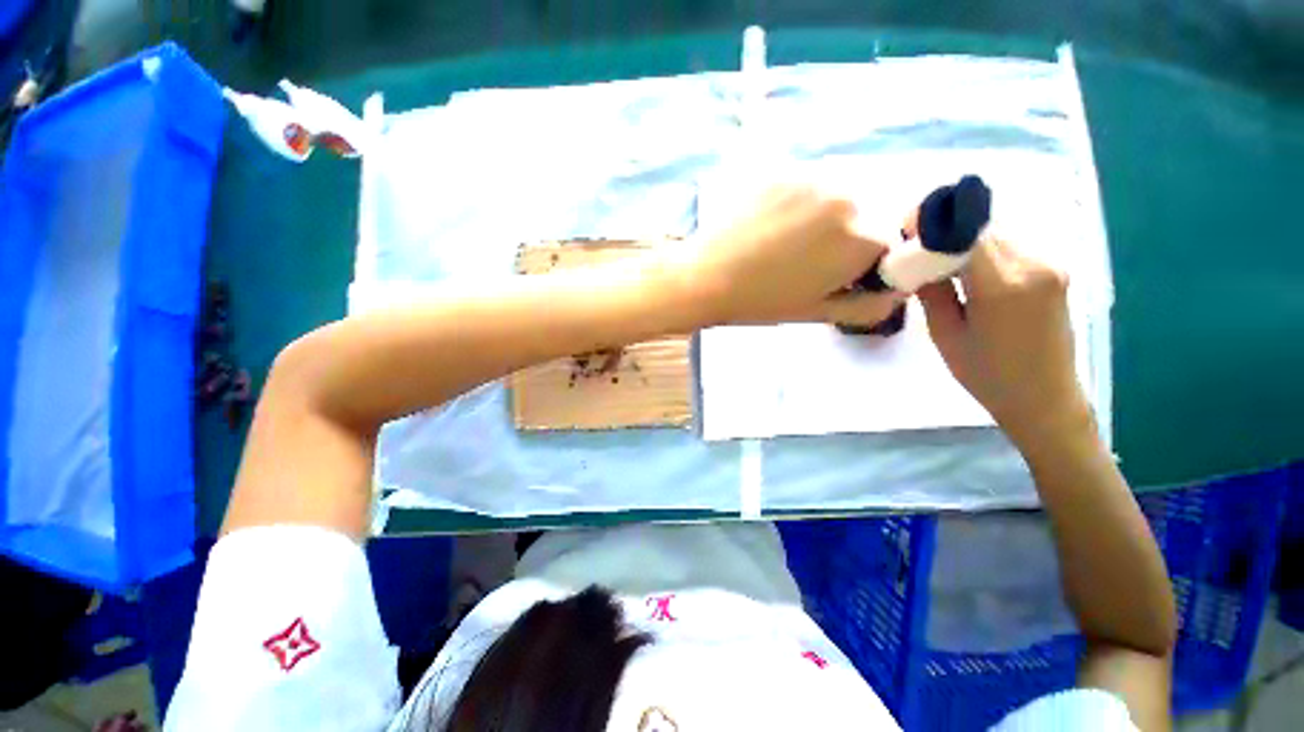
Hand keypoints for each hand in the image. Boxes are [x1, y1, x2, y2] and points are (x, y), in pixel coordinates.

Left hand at [687, 185, 900, 324]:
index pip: (892, 245)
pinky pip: (809, 186)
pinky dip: (803, 203)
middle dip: (852, 239)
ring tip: (789, 242)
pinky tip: (774, 224)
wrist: (705, 277)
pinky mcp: (784, 169)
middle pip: (869, 216)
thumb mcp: (818, 313)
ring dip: (829, 217)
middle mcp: (848, 195)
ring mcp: (813, 176)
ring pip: (840, 197)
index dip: (869, 265)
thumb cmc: (761, 302)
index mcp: (861, 236)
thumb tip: (896, 293)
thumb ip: (869, 306)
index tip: (843, 277)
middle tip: (811, 261)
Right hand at [917, 232, 1088, 443]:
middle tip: (915, 243)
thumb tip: (916, 259)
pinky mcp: (1055, 269)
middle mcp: (1035, 263)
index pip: (966, 230)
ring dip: (965, 236)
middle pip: (983, 225)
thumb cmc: (986, 374)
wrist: (1044, 397)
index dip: (933, 222)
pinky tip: (966, 265)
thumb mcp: (945, 334)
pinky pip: (1013, 244)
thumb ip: (932, 290)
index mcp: (1004, 284)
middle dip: (946, 227)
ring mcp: (1051, 263)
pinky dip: (984, 246)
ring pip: (999, 231)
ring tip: (937, 256)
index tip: (905, 228)